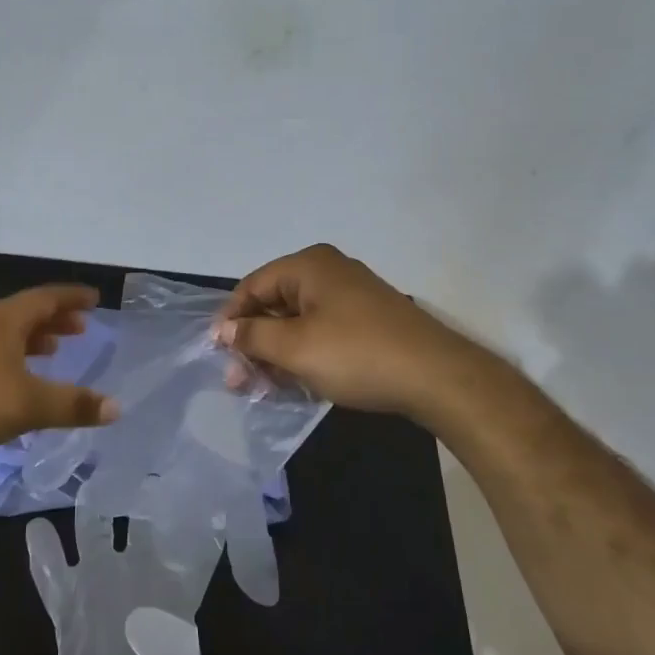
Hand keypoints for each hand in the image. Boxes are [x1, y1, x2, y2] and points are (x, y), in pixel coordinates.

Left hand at [0, 285, 120, 461]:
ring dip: (34, 340)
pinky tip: (19, 385)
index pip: (46, 298)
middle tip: (81, 328)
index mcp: (4, 321)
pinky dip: (15, 362)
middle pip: (26, 314)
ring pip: (7, 336)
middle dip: (55, 319)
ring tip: (55, 351)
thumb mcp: (29, 404)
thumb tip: (116, 407)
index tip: (95, 298)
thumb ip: (73, 404)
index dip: (72, 298)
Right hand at [213, 244, 470, 419]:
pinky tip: (295, 383)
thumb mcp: (295, 348)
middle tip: (239, 380)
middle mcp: (328, 272)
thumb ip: (253, 336)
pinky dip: (303, 354)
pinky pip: (321, 331)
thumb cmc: (357, 355)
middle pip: (274, 303)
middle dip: (253, 342)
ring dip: (276, 353)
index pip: (252, 286)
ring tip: (264, 388)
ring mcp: (351, 295)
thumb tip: (223, 329)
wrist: (436, 377)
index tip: (218, 354)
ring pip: (297, 321)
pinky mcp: (367, 320)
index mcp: (309, 266)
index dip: (231, 319)